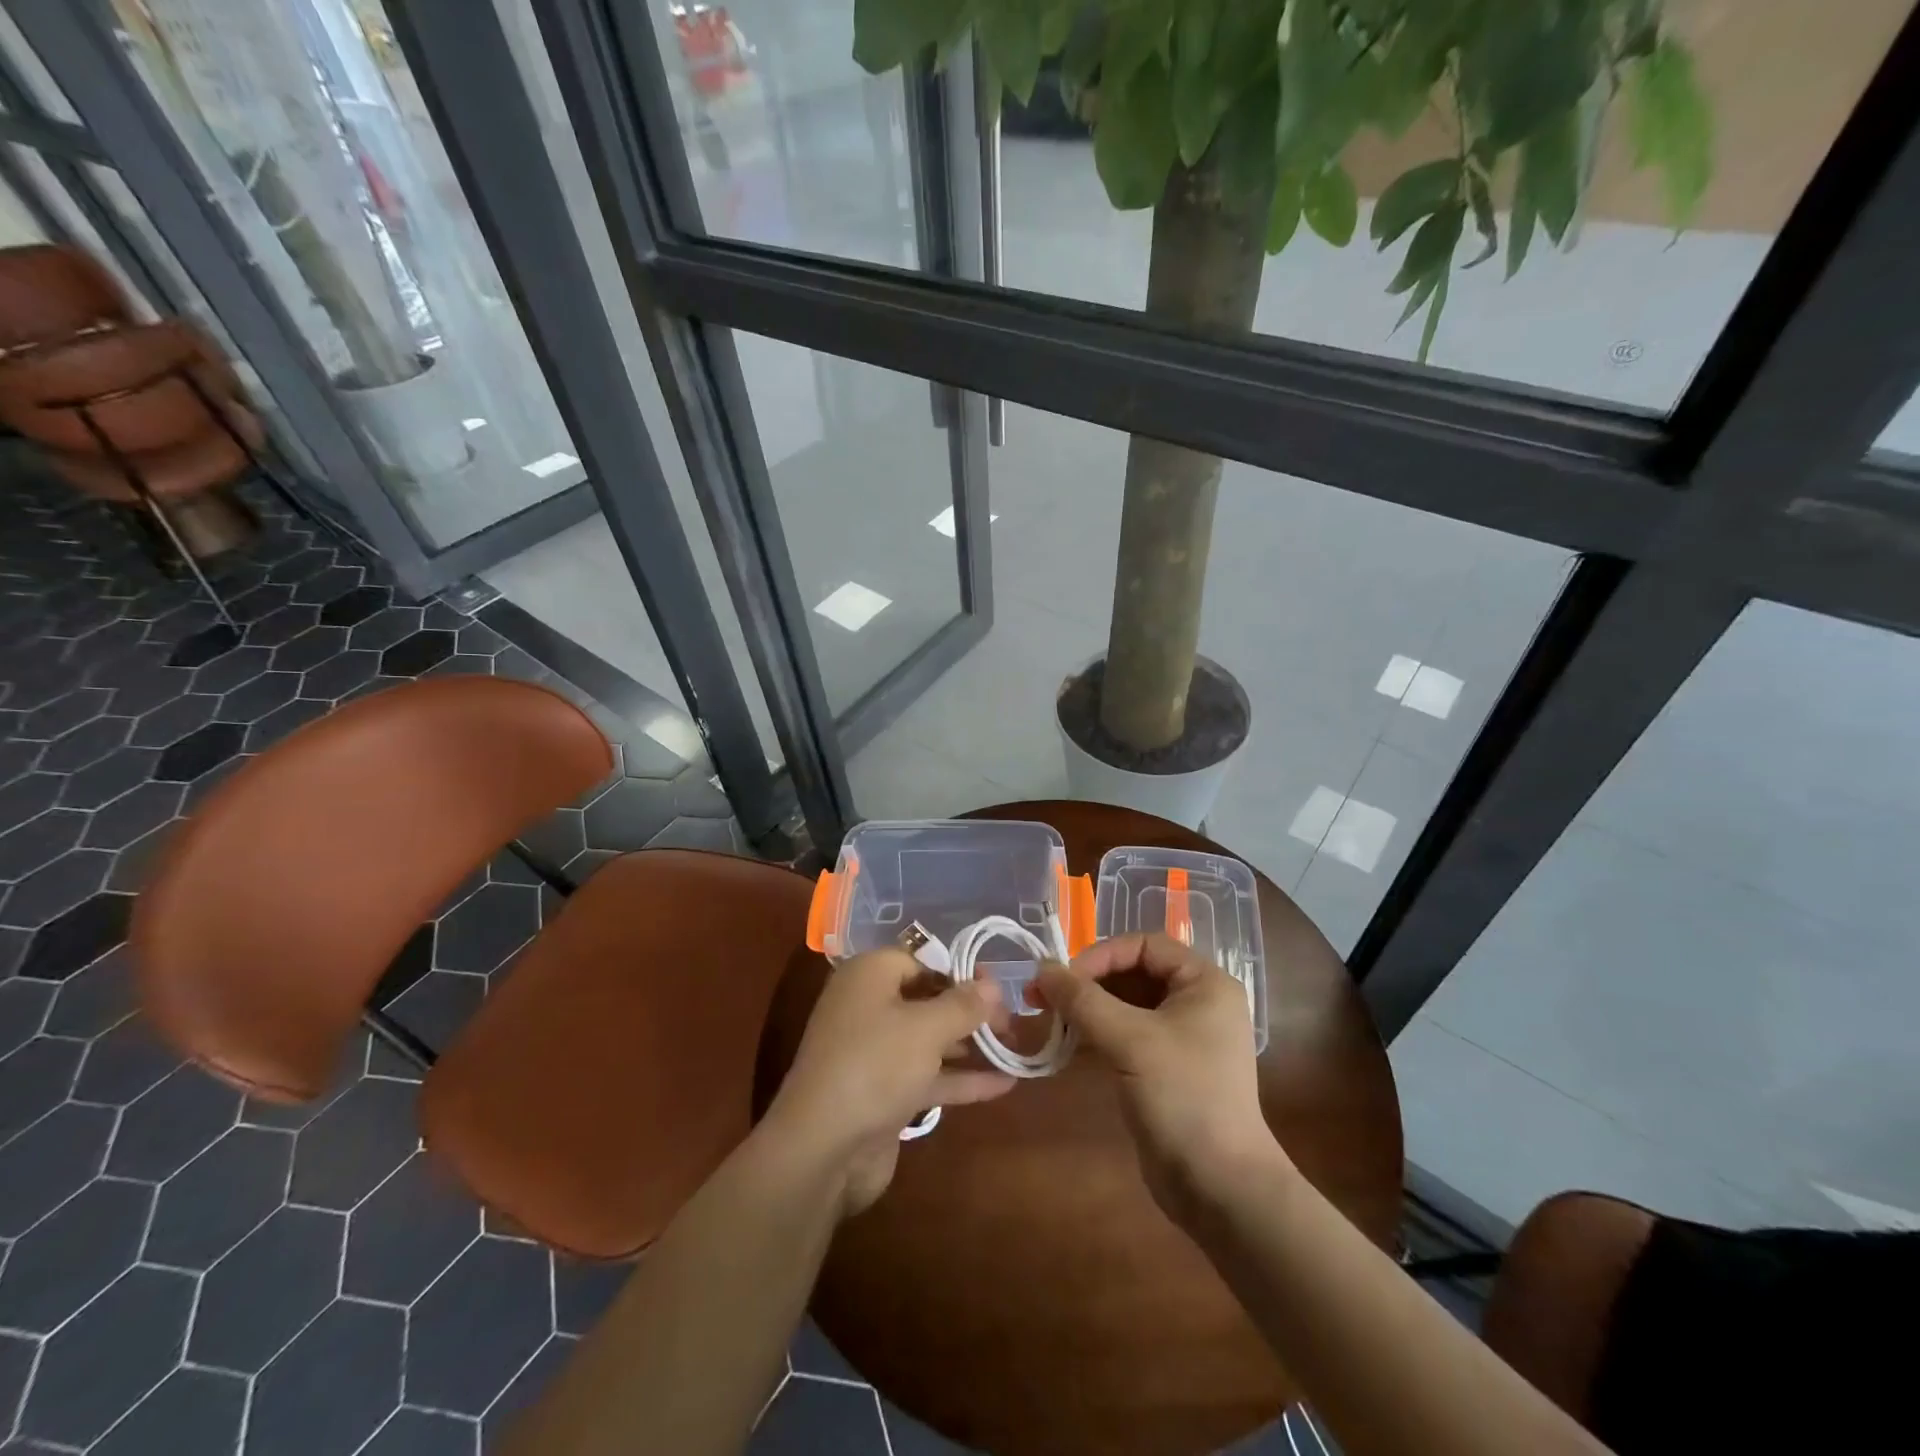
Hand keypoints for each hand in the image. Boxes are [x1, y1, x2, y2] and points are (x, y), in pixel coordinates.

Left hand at [766, 947, 1015, 1216]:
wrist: (823, 1148)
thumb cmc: (875, 1065)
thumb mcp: (926, 1028)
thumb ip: (963, 1005)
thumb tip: (993, 984)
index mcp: (869, 976)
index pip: (920, 960)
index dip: (959, 972)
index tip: (996, 989)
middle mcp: (868, 1007)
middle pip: (926, 999)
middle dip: (969, 1010)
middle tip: (1012, 1022)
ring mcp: (874, 1053)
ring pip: (929, 1040)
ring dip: (970, 1045)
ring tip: (1015, 1048)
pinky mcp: (883, 1093)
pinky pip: (927, 1075)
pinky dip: (960, 1078)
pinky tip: (1004, 1084)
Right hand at [1032, 934, 1283, 1226]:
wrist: (1219, 1188)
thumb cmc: (1183, 1098)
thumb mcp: (1130, 1040)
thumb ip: (1082, 999)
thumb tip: (1041, 967)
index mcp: (1204, 983)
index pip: (1145, 945)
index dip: (1101, 955)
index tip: (1064, 979)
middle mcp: (1197, 1002)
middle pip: (1133, 972)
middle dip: (1088, 982)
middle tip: (1043, 997)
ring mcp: (1182, 1036)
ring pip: (1125, 1004)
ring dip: (1087, 1007)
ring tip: (1048, 1018)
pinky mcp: (1166, 1066)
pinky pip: (1126, 1033)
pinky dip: (1096, 1033)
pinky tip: (1066, 1042)